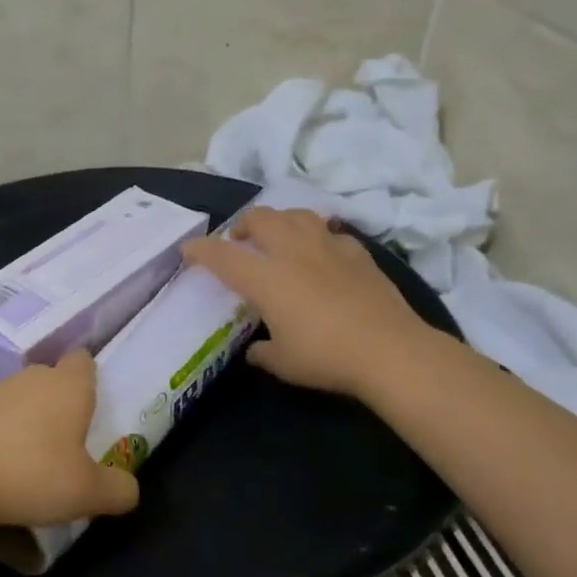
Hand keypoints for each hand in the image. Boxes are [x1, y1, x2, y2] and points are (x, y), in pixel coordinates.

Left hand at [0, 351, 139, 528]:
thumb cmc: (31, 474)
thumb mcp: (88, 493)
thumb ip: (118, 490)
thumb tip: (129, 488)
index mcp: (69, 386)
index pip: (84, 360)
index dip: (91, 378)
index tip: (94, 407)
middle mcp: (33, 377)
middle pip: (53, 379)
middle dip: (62, 404)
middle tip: (69, 444)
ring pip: (23, 397)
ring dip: (30, 421)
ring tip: (33, 461)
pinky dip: (2, 434)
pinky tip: (0, 467)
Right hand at [181, 208, 435, 399]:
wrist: (389, 350)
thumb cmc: (325, 356)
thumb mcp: (282, 362)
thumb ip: (262, 351)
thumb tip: (255, 349)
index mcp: (265, 277)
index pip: (222, 255)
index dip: (201, 250)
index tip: (188, 250)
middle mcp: (292, 252)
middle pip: (260, 218)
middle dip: (242, 224)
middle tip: (239, 241)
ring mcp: (327, 247)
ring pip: (296, 214)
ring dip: (279, 220)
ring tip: (277, 236)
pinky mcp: (357, 253)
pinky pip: (331, 233)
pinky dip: (318, 237)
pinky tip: (321, 253)